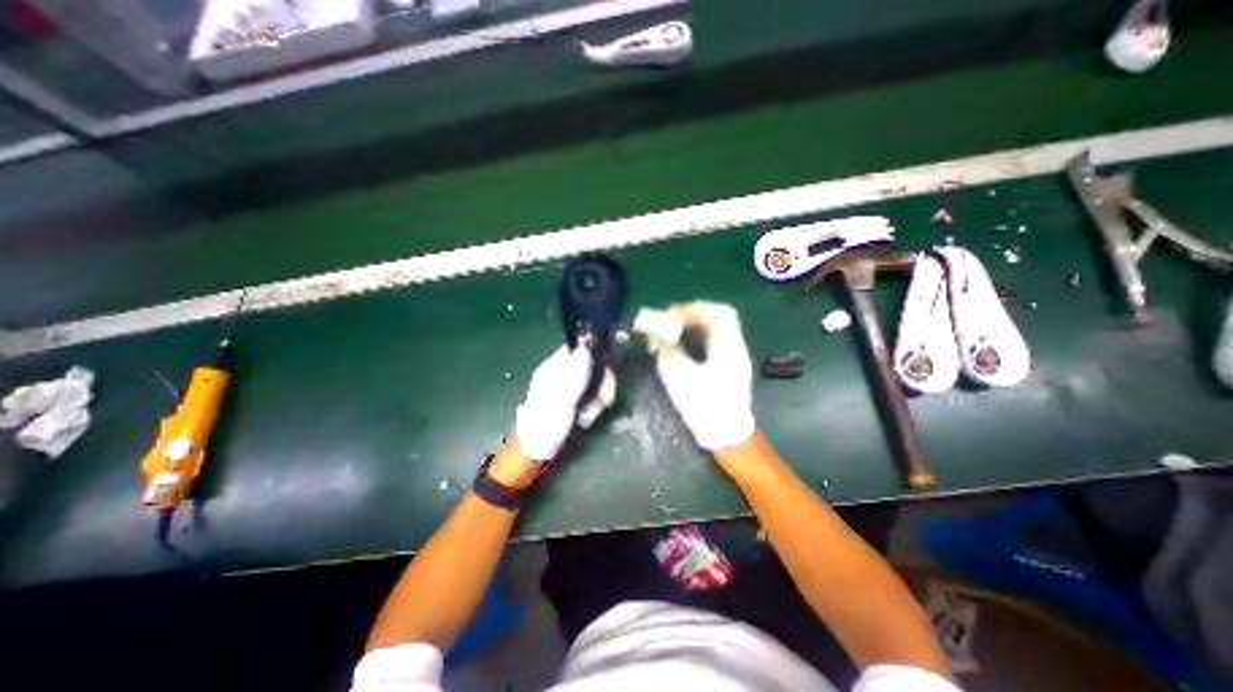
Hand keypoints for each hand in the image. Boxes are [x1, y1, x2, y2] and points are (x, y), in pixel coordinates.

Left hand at [515, 343, 608, 458]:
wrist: (538, 451)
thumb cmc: (544, 424)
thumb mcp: (559, 399)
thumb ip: (573, 374)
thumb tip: (586, 346)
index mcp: (556, 366)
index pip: (580, 345)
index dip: (598, 345)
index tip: (620, 345)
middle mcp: (567, 372)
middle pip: (596, 364)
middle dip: (603, 382)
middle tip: (602, 398)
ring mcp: (575, 387)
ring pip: (600, 381)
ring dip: (600, 399)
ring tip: (587, 415)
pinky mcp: (581, 400)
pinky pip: (598, 395)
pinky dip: (596, 407)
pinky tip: (586, 419)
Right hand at [648, 300, 755, 451]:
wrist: (727, 434)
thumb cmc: (705, 407)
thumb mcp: (680, 380)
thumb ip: (668, 353)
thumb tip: (659, 338)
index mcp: (727, 348)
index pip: (717, 314)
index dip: (693, 309)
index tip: (672, 313)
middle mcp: (736, 347)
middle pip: (722, 316)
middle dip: (696, 313)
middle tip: (674, 317)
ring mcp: (736, 356)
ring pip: (720, 327)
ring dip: (698, 323)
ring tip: (677, 327)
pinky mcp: (732, 364)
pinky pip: (718, 339)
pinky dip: (702, 334)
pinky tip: (687, 341)